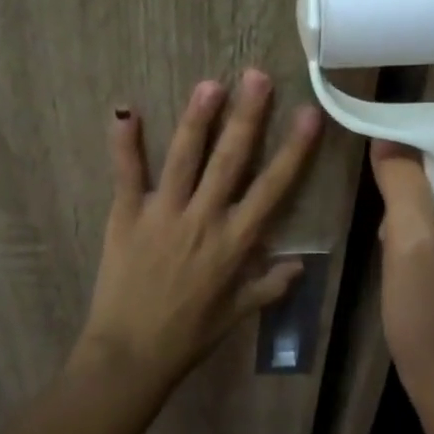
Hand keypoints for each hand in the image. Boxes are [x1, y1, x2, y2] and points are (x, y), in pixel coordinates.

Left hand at [75, 70, 322, 385]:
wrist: (130, 356)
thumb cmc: (188, 336)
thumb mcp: (237, 315)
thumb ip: (269, 286)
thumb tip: (301, 265)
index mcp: (235, 242)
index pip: (273, 188)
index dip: (293, 150)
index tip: (308, 115)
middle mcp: (203, 219)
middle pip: (230, 160)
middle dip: (247, 116)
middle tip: (257, 76)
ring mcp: (163, 214)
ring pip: (184, 158)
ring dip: (198, 119)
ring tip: (210, 84)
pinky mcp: (126, 216)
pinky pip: (127, 174)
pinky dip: (125, 143)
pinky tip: (126, 110)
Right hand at [369, 142, 433, 433]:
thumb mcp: (410, 239)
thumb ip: (401, 179)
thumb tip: (387, 137)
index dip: (415, 161)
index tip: (385, 184)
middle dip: (414, 198)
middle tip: (393, 234)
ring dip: (414, 223)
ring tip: (399, 256)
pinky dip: (423, 242)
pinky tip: (410, 269)